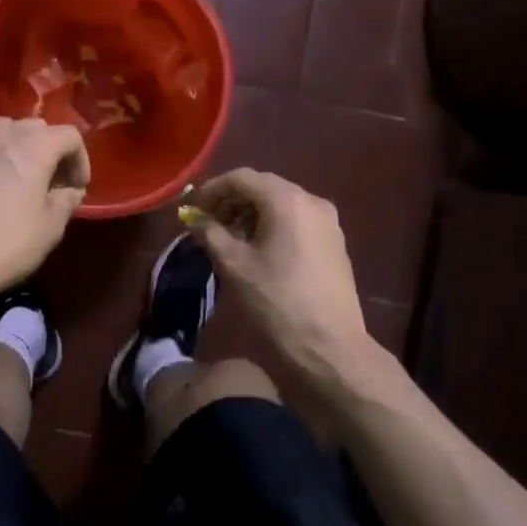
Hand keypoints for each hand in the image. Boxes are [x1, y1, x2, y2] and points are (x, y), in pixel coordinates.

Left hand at [0, 118, 89, 299]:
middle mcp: (1, 135)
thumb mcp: (50, 229)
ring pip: (2, 132)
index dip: (81, 160)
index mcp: (33, 146)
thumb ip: (66, 201)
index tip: (77, 188)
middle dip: (49, 150)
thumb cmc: (4, 243)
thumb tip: (70, 191)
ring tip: (18, 180)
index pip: (69, 135)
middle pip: (35, 127)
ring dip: (18, 150)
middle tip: (51, 183)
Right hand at [189, 169, 388, 396]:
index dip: (212, 189)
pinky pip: (296, 220)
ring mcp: (328, 221)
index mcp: (286, 200)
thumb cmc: (277, 301)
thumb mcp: (234, 265)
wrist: (330, 347)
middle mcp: (311, 200)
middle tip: (207, 223)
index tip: (192, 208)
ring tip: (228, 239)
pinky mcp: (334, 242)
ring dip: (250, 214)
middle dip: (231, 201)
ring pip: (280, 204)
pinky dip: (272, 225)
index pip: (241, 178)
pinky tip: (257, 249)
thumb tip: (195, 218)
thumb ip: (210, 233)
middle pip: (263, 188)